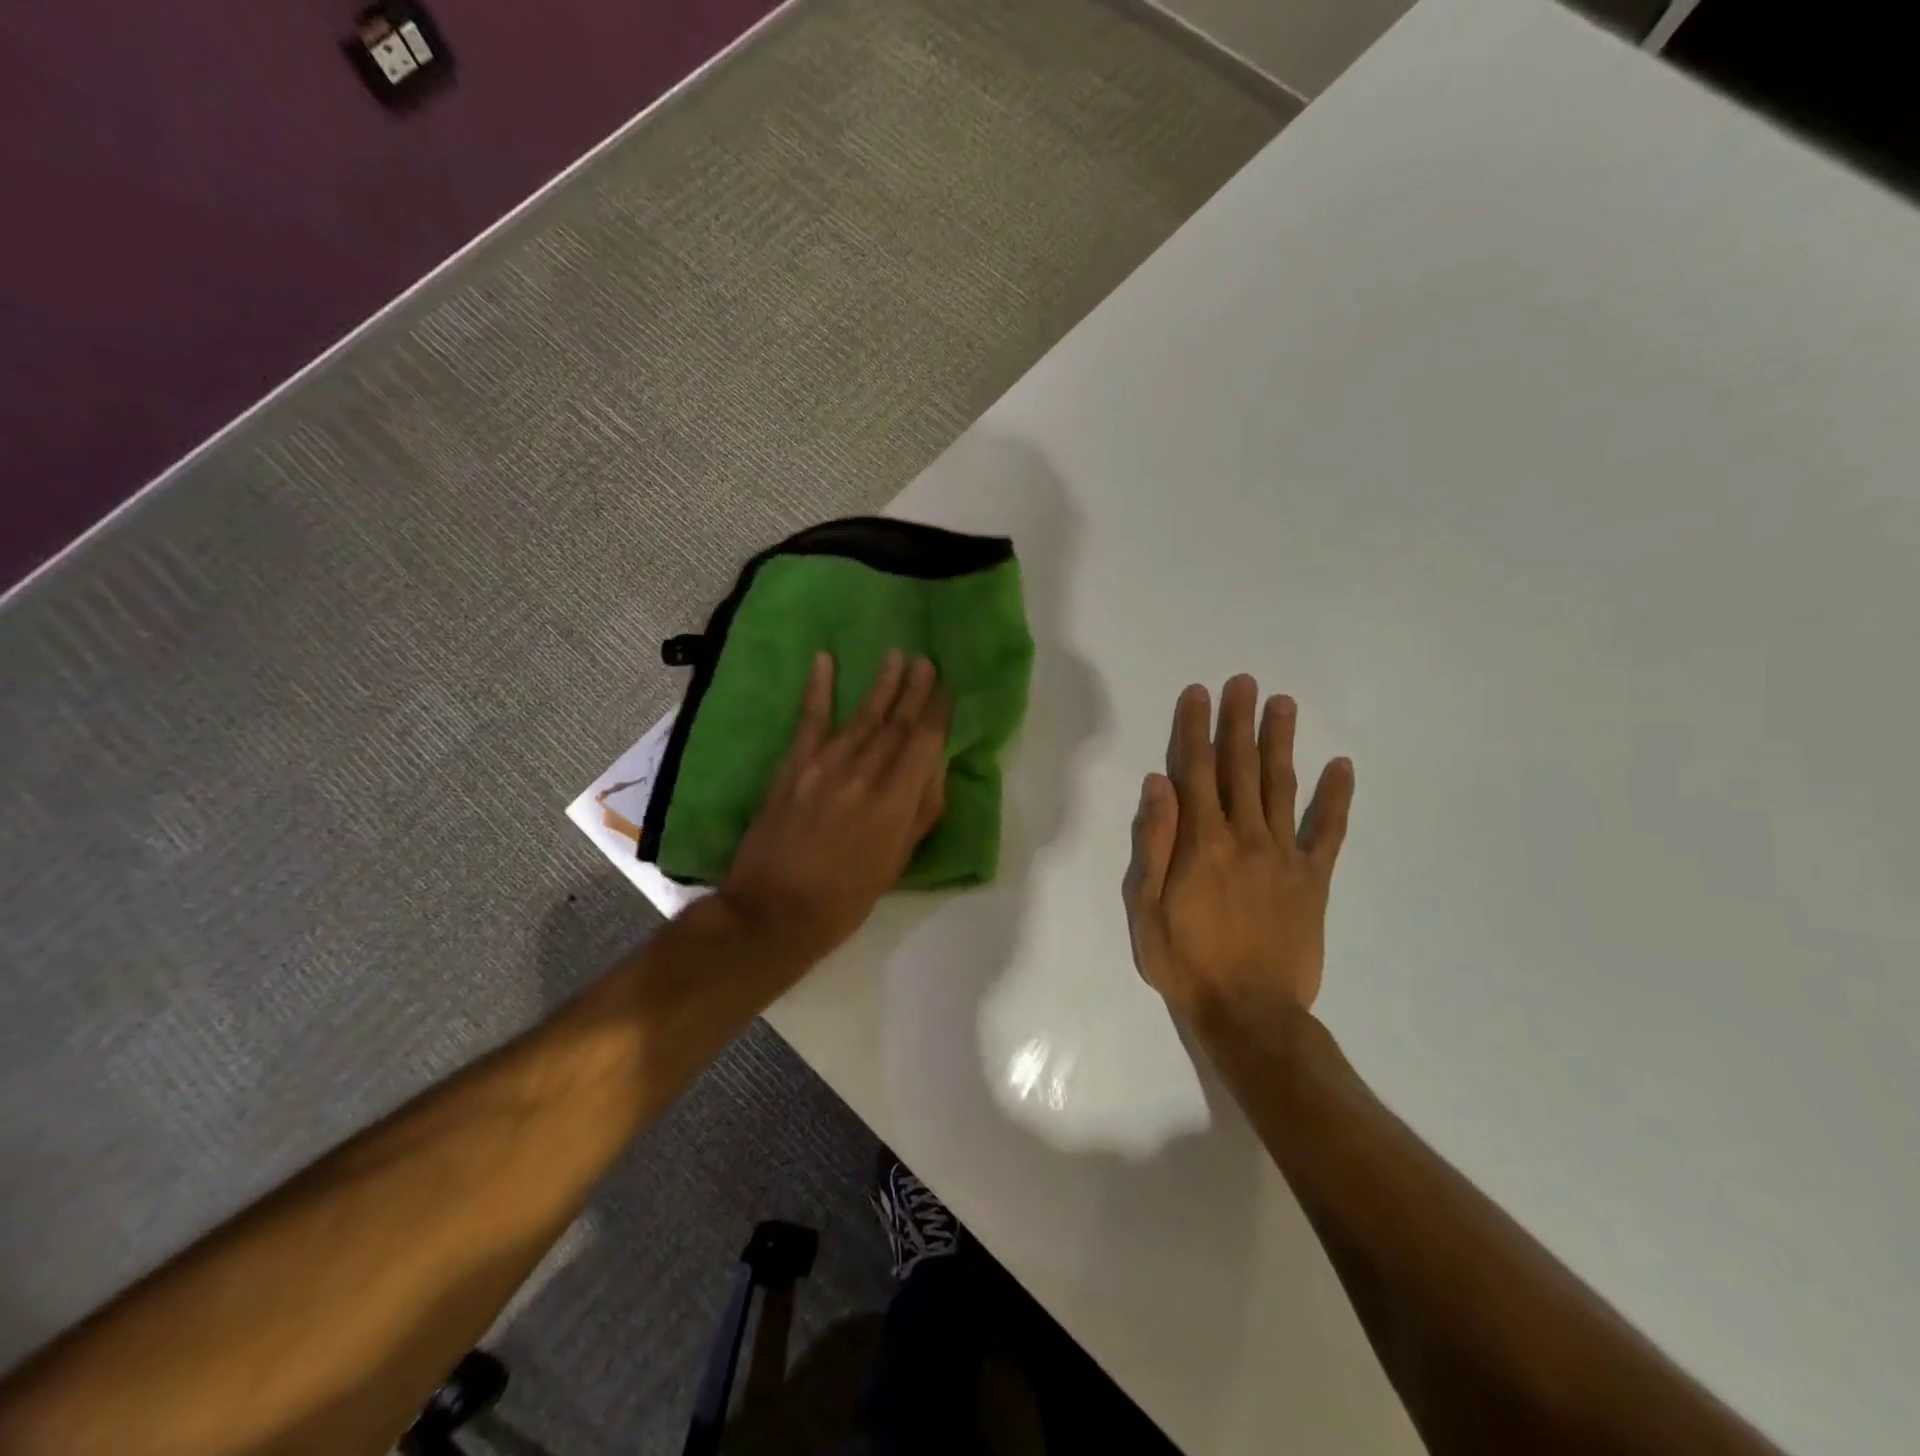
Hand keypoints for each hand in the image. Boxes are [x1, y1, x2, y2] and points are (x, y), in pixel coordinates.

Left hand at [720, 649, 949, 961]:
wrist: (772, 912)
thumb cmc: (844, 899)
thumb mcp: (895, 864)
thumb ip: (919, 814)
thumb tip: (934, 769)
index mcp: (894, 803)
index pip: (923, 744)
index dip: (937, 713)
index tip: (947, 688)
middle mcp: (864, 775)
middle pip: (896, 724)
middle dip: (914, 690)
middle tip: (927, 661)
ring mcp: (824, 767)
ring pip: (862, 716)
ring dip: (882, 685)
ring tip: (897, 656)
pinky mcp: (792, 767)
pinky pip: (809, 721)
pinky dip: (818, 689)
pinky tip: (825, 660)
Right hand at [1123, 676, 1353, 1047]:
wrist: (1250, 1013)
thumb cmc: (1187, 962)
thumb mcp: (1148, 908)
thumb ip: (1155, 843)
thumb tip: (1158, 785)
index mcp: (1202, 843)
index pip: (1195, 771)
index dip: (1195, 730)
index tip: (1199, 694)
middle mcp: (1245, 836)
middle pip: (1240, 767)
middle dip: (1239, 722)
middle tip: (1244, 682)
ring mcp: (1284, 856)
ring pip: (1280, 786)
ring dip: (1280, 743)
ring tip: (1283, 704)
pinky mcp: (1313, 879)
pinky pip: (1326, 832)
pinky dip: (1335, 798)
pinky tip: (1342, 767)